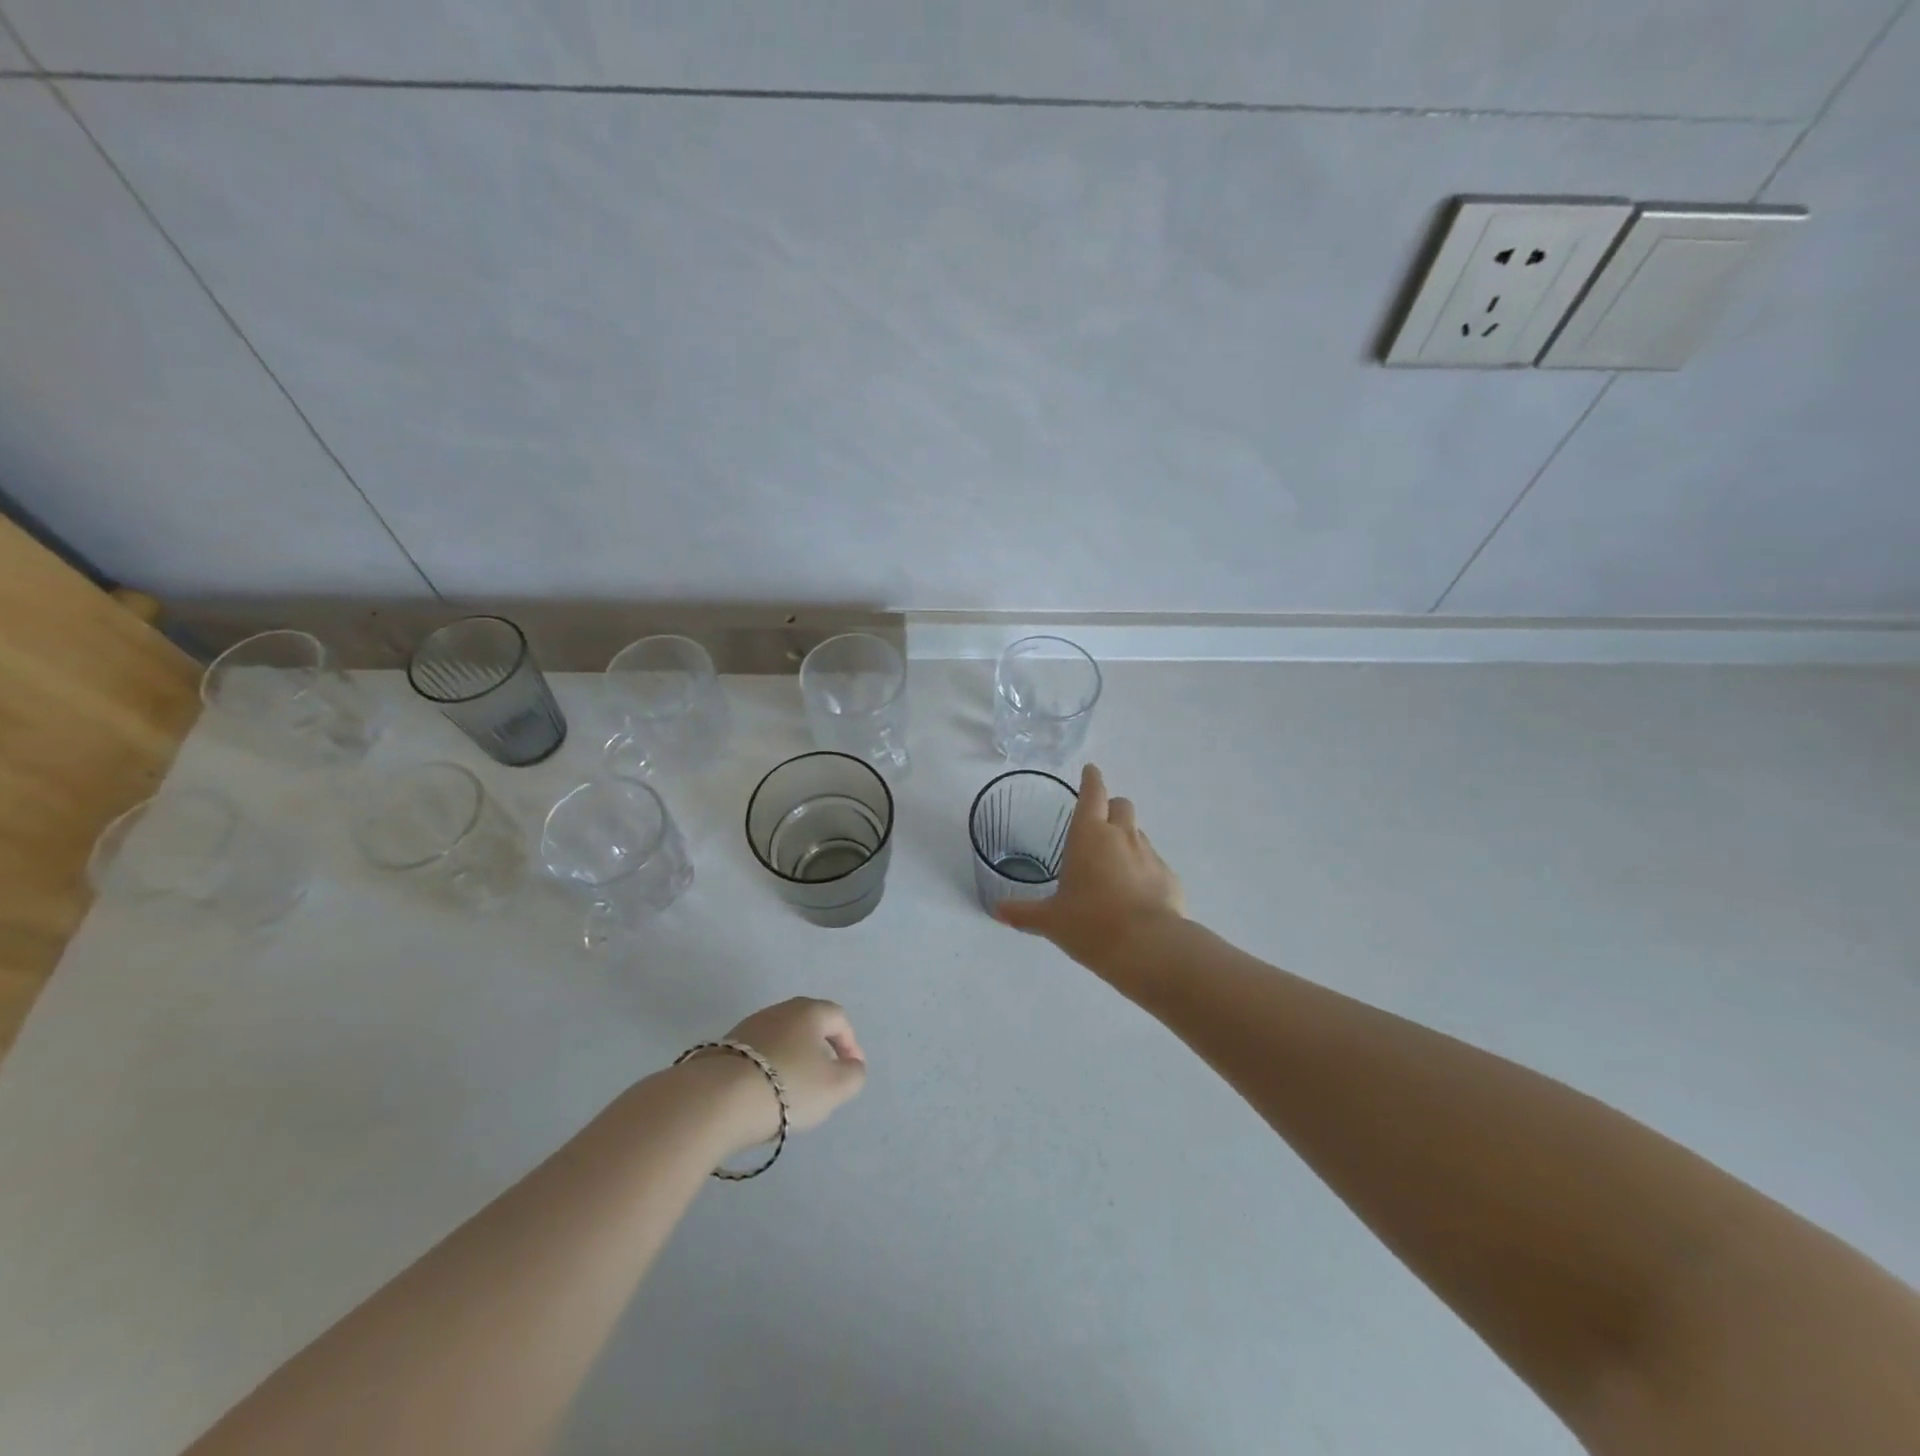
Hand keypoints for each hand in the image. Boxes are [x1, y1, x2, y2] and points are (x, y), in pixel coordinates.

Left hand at [683, 998, 867, 1153]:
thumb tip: (851, 1066)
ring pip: (781, 1040)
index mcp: (809, 1011)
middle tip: (825, 1079)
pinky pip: (757, 1056)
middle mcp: (779, 1010)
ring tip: (793, 1092)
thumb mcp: (835, 1087)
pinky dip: (767, 1070)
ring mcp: (748, 1027)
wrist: (717, 1099)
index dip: (850, 1043)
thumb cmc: (788, 1086)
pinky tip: (764, 1095)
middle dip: (820, 1050)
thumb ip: (853, 1075)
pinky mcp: (723, 1048)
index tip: (851, 1070)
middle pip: (808, 1025)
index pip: (838, 1018)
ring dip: (792, 1060)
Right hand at [996, 764, 1183, 970]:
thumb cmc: (1090, 924)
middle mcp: (1121, 836)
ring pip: (1138, 834)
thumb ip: (1024, 913)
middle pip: (1121, 805)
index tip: (1090, 770)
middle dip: (1111, 807)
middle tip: (1099, 824)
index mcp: (1089, 835)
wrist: (1148, 947)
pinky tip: (1135, 895)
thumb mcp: (1051, 920)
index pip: (1092, 793)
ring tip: (1113, 865)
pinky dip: (1144, 871)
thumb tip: (997, 911)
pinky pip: (1154, 864)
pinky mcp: (1169, 877)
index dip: (1091, 779)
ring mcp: (1150, 855)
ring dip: (1126, 840)